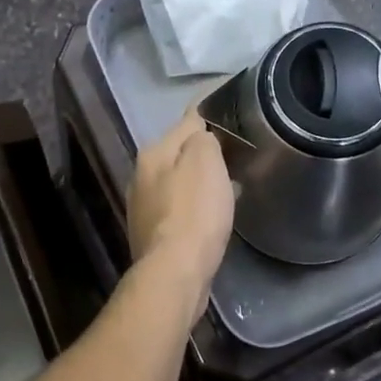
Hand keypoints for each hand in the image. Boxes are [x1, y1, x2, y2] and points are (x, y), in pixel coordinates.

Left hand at [127, 108, 235, 311]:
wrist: (175, 272)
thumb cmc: (194, 211)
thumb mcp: (205, 161)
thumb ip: (203, 138)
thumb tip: (202, 134)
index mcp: (153, 152)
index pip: (187, 120)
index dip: (211, 112)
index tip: (232, 107)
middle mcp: (141, 175)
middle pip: (180, 152)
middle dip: (205, 150)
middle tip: (238, 151)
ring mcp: (144, 207)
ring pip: (179, 181)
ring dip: (201, 180)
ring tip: (231, 183)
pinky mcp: (153, 234)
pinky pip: (180, 208)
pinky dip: (197, 205)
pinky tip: (214, 214)